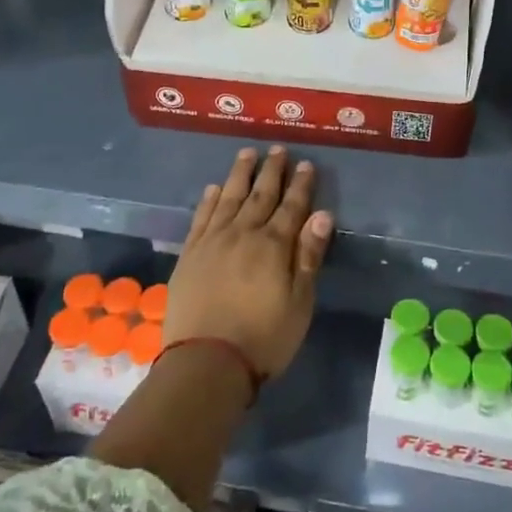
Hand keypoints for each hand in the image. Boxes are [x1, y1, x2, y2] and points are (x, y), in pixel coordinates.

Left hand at [164, 146, 332, 379]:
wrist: (206, 362)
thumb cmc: (264, 337)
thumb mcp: (299, 302)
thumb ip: (308, 255)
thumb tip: (322, 214)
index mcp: (273, 245)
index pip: (291, 207)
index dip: (300, 185)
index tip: (306, 164)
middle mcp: (242, 234)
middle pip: (260, 196)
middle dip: (271, 171)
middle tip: (277, 149)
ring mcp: (212, 242)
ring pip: (228, 198)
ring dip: (239, 175)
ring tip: (246, 154)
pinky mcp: (189, 255)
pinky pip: (201, 217)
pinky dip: (209, 200)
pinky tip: (214, 188)